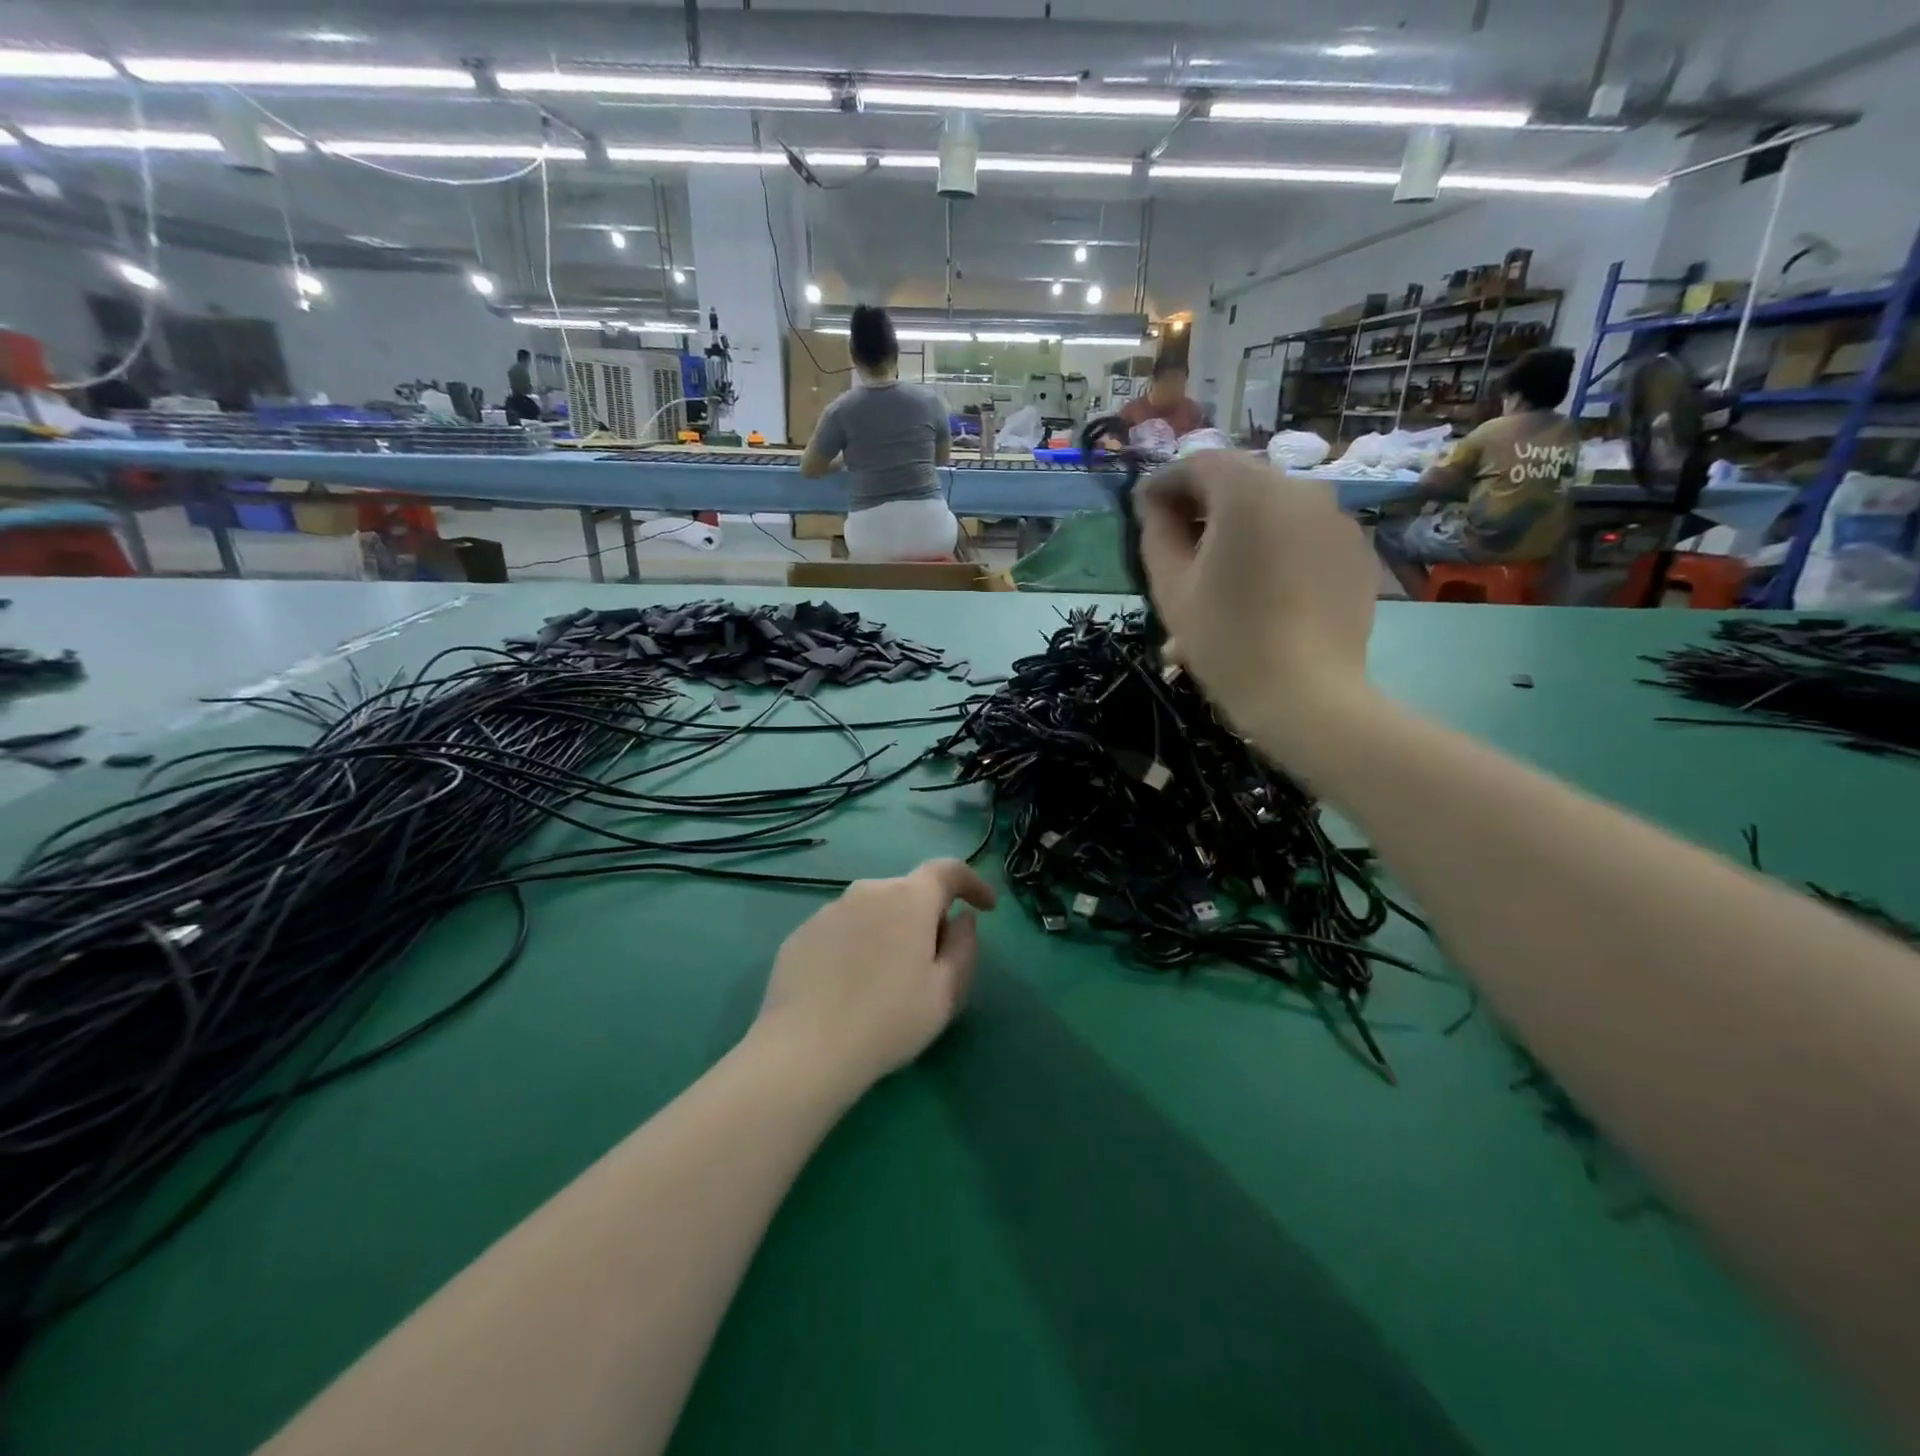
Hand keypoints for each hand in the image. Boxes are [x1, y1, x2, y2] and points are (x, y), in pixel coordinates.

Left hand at [757, 859, 996, 1090]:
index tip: (986, 907)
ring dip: (889, 931)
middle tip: (933, 960)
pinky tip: (850, 986)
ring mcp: (829, 910)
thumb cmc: (889, 1020)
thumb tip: (962, 919)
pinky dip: (856, 946)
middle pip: (909, 892)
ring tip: (886, 979)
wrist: (805, 1049)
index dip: (973, 882)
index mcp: (909, 898)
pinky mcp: (801, 934)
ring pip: (873, 910)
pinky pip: (842, 930)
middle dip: (928, 916)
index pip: (948, 870)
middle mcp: (868, 891)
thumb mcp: (946, 992)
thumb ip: (964, 946)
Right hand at [1136, 452, 1377, 758]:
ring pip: (1275, 506)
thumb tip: (1156, 505)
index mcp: (1248, 492)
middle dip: (1205, 502)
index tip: (1144, 511)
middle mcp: (1299, 488)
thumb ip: (1157, 532)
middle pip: (1240, 480)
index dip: (1165, 483)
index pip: (1199, 462)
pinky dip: (1278, 544)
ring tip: (1223, 569)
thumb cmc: (1226, 639)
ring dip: (1242, 524)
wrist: (1305, 694)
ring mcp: (1336, 518)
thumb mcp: (1171, 587)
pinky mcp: (1356, 549)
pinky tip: (1264, 586)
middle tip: (1180, 540)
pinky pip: (1304, 532)